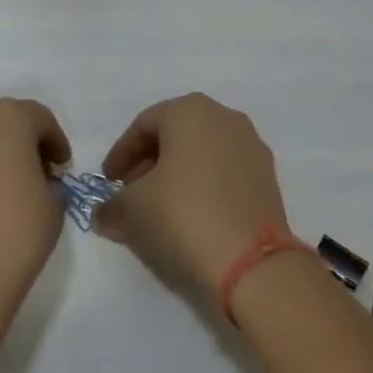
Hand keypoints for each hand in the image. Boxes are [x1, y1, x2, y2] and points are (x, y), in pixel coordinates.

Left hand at [0, 98, 69, 306]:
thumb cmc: (15, 232)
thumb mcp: (54, 204)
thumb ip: (49, 181)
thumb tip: (35, 181)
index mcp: (7, 117)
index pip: (39, 118)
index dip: (55, 141)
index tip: (61, 167)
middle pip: (3, 119)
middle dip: (22, 141)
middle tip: (36, 173)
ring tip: (4, 186)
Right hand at [95, 93, 290, 293]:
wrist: (251, 262)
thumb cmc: (182, 215)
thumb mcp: (132, 210)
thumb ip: (111, 206)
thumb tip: (104, 214)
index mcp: (190, 111)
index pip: (143, 125)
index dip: (121, 154)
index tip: (108, 181)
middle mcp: (225, 118)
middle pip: (175, 134)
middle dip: (149, 162)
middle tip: (131, 192)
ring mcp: (251, 146)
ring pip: (202, 153)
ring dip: (177, 175)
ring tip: (159, 208)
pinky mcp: (268, 177)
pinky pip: (224, 172)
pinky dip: (203, 186)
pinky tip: (190, 216)